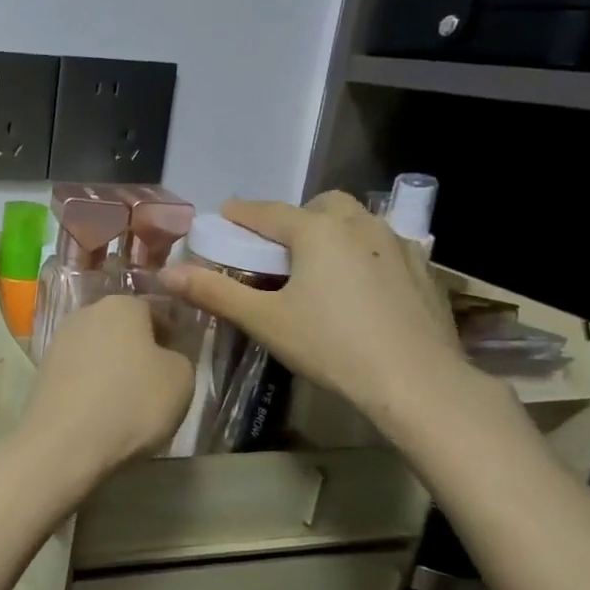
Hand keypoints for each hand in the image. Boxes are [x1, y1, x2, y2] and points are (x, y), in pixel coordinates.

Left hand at [15, 294, 194, 475]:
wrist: (65, 442)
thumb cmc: (132, 402)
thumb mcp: (182, 379)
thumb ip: (178, 358)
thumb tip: (163, 357)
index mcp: (121, 305)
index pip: (153, 309)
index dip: (169, 334)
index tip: (177, 359)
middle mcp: (84, 313)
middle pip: (120, 327)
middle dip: (137, 348)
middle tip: (154, 380)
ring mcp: (58, 341)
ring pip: (96, 350)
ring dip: (111, 367)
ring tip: (126, 400)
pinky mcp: (41, 371)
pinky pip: (77, 373)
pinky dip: (89, 385)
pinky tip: (99, 410)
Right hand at [160, 192, 472, 424]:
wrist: (418, 382)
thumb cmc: (331, 346)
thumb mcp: (264, 320)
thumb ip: (214, 292)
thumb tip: (166, 274)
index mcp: (318, 230)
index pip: (268, 212)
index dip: (241, 214)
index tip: (223, 217)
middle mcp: (360, 225)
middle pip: (321, 206)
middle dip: (295, 219)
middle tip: (278, 251)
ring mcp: (398, 246)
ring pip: (357, 224)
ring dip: (333, 234)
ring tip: (318, 270)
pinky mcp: (423, 271)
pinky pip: (383, 248)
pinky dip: (363, 255)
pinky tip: (359, 290)